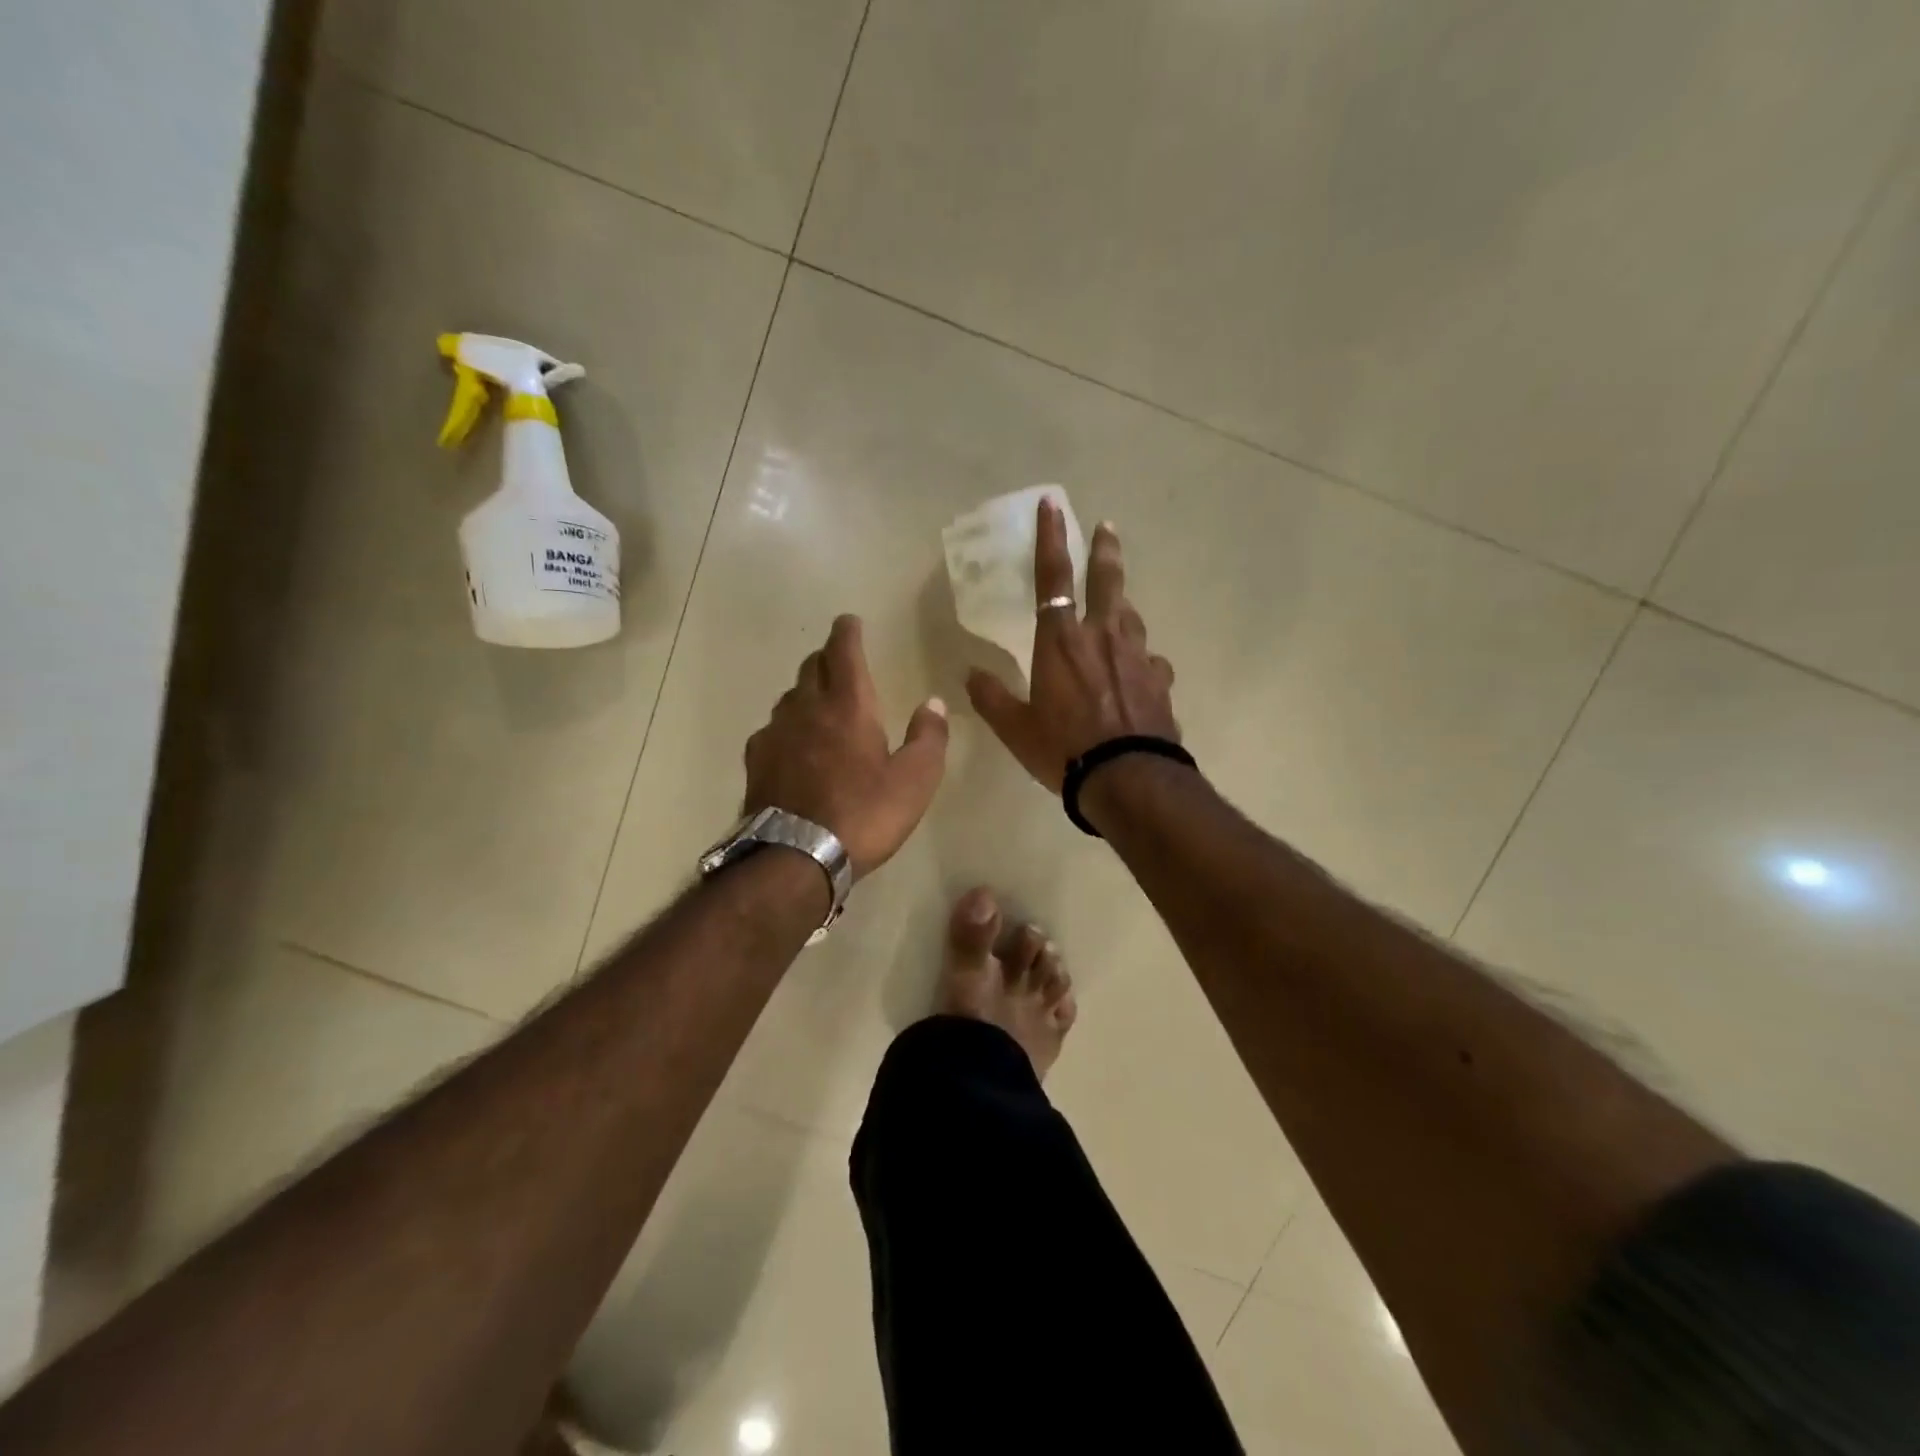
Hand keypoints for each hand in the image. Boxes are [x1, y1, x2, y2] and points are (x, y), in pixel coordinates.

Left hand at [744, 615, 949, 878]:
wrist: (797, 857)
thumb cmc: (865, 814)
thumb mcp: (915, 780)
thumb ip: (928, 737)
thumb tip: (933, 703)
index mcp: (848, 705)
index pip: (843, 651)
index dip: (847, 632)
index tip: (849, 621)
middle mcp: (807, 708)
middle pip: (811, 667)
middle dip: (827, 658)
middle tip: (840, 661)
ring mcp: (776, 733)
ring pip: (790, 697)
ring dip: (806, 691)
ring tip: (819, 704)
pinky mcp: (756, 761)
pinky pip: (772, 729)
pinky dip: (787, 726)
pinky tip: (793, 745)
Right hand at [967, 500, 1177, 791]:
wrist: (1129, 779)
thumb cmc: (1064, 750)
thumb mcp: (1016, 729)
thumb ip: (992, 698)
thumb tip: (969, 674)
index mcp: (1061, 642)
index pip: (1052, 578)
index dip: (1051, 539)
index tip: (1053, 504)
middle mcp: (1102, 638)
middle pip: (1107, 582)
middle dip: (1105, 551)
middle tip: (1108, 528)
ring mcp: (1137, 657)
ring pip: (1131, 617)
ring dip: (1122, 605)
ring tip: (1118, 605)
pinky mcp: (1161, 681)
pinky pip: (1151, 661)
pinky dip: (1142, 660)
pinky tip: (1142, 672)